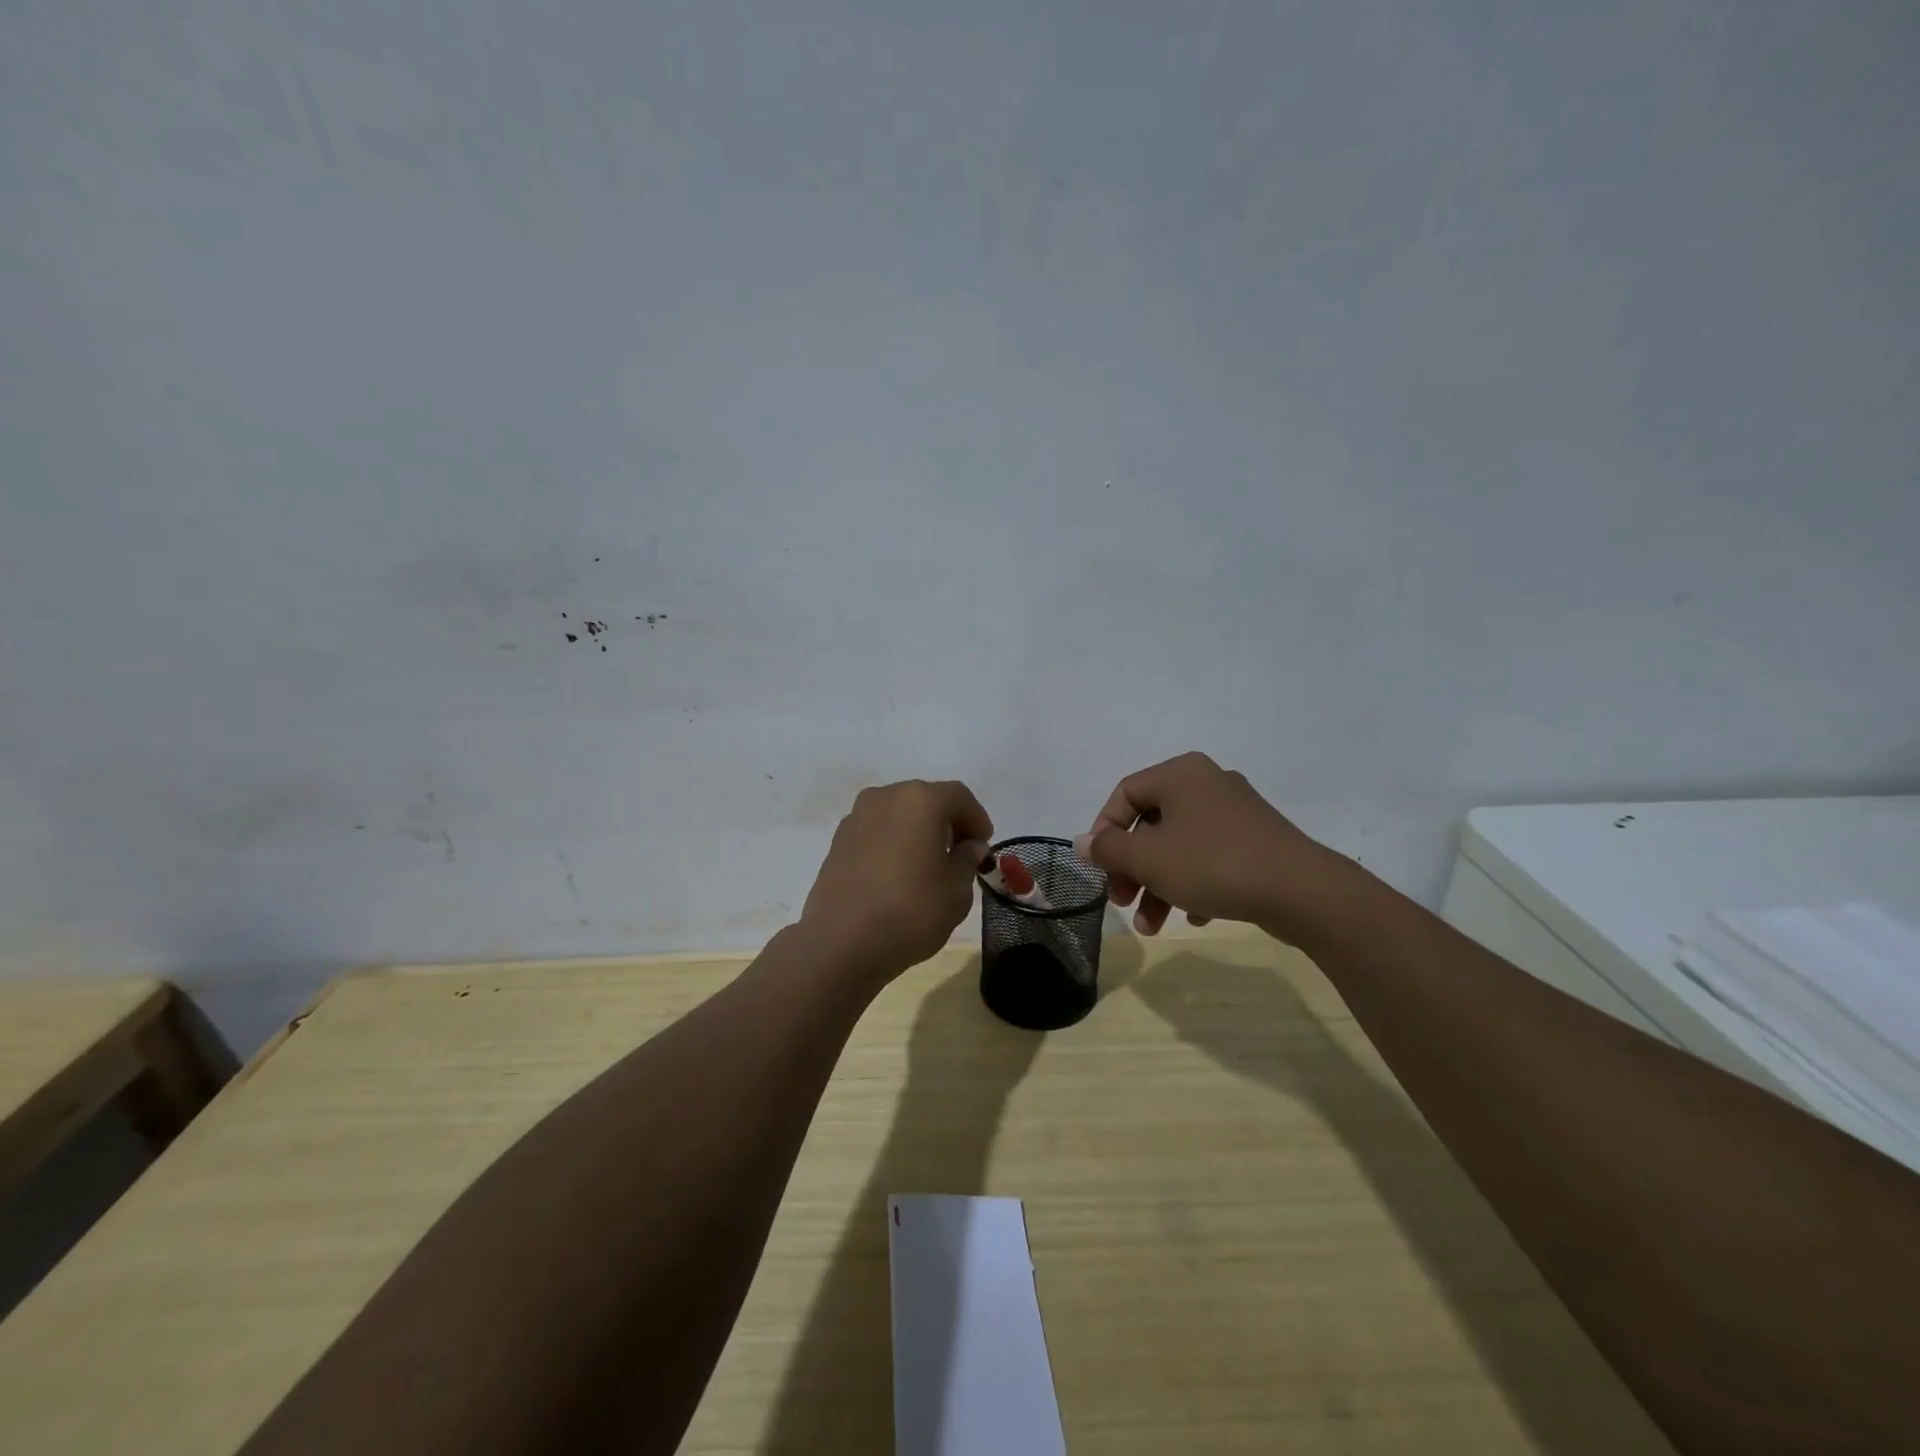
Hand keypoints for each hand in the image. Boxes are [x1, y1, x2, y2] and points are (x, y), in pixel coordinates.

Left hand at [800, 780, 993, 984]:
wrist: (841, 943)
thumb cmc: (910, 911)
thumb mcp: (956, 890)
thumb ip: (967, 859)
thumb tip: (969, 845)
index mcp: (919, 800)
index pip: (958, 797)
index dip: (977, 818)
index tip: (984, 846)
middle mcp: (885, 797)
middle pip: (925, 800)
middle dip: (947, 822)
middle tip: (959, 854)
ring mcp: (856, 817)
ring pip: (898, 814)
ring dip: (917, 831)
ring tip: (928, 865)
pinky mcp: (838, 840)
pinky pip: (876, 831)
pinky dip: (893, 842)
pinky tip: (898, 874)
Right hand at [1074, 752, 1354, 942]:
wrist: (1301, 891)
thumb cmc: (1212, 864)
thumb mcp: (1148, 859)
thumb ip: (1108, 850)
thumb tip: (1081, 842)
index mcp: (1180, 774)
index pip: (1124, 793)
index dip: (1104, 831)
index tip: (1099, 868)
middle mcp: (1207, 783)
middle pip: (1151, 824)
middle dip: (1132, 869)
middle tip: (1121, 901)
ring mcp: (1236, 811)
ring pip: (1180, 846)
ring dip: (1159, 885)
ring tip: (1152, 927)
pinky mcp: (1257, 840)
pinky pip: (1210, 857)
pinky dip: (1194, 884)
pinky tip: (1196, 917)